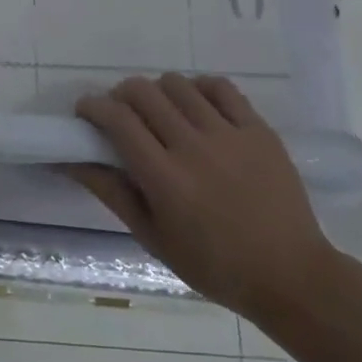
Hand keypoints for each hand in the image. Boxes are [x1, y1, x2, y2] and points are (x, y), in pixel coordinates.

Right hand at [65, 74, 341, 318]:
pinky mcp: (260, 132)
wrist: (292, 277)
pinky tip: (196, 107)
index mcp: (164, 178)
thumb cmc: (213, 265)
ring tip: (160, 112)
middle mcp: (194, 148)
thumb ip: (110, 192)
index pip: (117, 119)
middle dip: (120, 95)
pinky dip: (199, 89)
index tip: (85, 113)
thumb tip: (69, 161)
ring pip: (178, 84)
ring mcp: (230, 136)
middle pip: (143, 92)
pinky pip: (221, 88)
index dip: (92, 106)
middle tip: (120, 114)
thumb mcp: (151, 237)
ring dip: (158, 91)